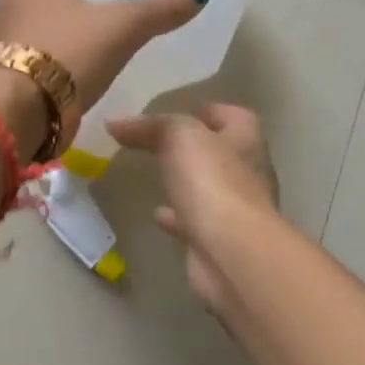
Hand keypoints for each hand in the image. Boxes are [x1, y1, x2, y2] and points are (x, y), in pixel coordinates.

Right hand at [107, 104, 279, 314]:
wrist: (232, 253)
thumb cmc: (213, 183)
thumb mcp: (179, 138)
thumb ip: (150, 127)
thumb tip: (115, 121)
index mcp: (246, 141)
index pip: (236, 117)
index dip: (214, 112)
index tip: (187, 111)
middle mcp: (248, 174)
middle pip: (224, 154)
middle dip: (198, 149)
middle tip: (164, 145)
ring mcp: (236, 211)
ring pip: (210, 190)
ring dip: (189, 184)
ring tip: (159, 177)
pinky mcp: (220, 242)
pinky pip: (196, 223)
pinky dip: (178, 218)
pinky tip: (158, 215)